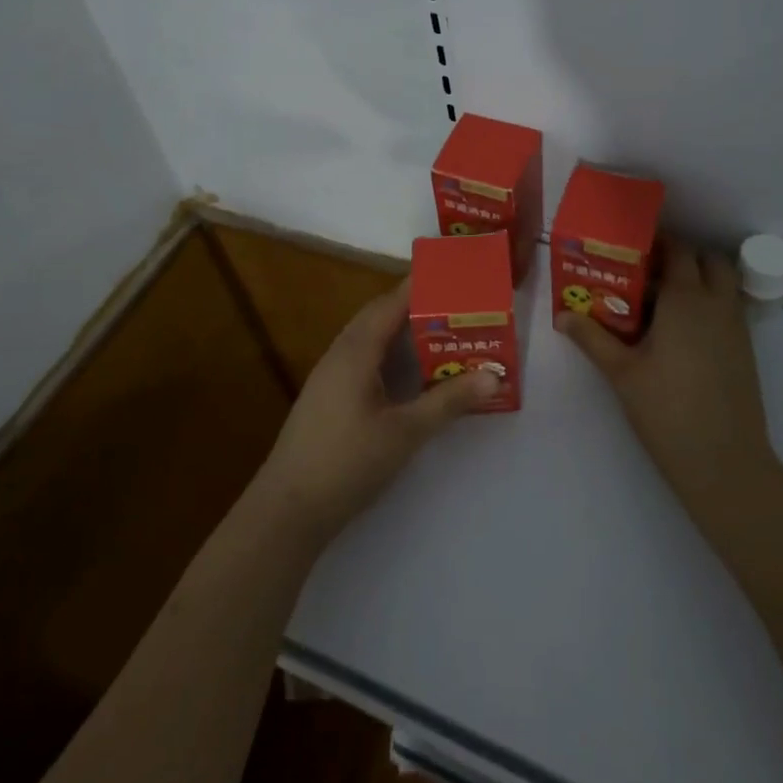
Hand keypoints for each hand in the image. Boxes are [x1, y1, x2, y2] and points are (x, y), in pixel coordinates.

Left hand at [255, 280, 498, 545]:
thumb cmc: (348, 462)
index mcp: (356, 350)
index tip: (452, 273)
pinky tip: (408, 372)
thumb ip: (448, 401)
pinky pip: (363, 358)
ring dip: (402, 331)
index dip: (420, 285)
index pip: (391, 302)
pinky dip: (389, 354)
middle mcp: (340, 353)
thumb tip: (493, 376)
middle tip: (456, 303)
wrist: (288, 509)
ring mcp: (330, 375)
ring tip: (440, 330)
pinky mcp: (328, 396)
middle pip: (379, 315)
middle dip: (415, 305)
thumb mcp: (406, 432)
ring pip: (370, 338)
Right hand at [560, 241, 780, 523]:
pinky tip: (679, 333)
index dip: (655, 242)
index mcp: (686, 300)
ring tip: (660, 302)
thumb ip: (591, 337)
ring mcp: (736, 327)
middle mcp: (717, 304)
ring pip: (722, 284)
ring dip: (697, 280)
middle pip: (707, 260)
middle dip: (680, 257)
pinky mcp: (745, 350)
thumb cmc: (668, 410)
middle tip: (646, 273)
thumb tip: (561, 315)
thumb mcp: (621, 372)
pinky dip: (708, 305)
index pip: (677, 249)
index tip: (628, 248)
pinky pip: (727, 309)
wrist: (725, 463)